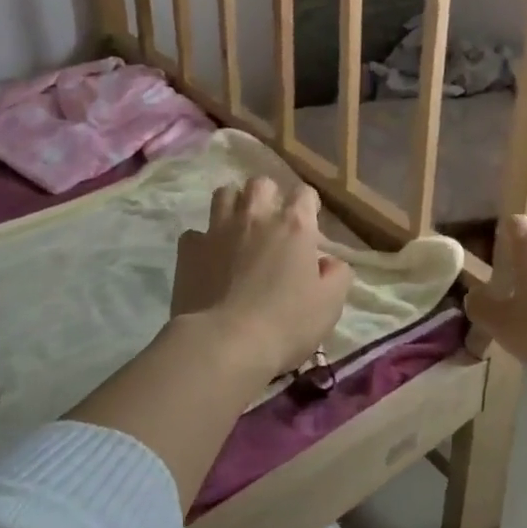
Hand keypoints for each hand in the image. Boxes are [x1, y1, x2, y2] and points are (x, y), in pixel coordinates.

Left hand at [171, 177, 353, 377]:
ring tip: (238, 228)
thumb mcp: (330, 304)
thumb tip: (329, 262)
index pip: (304, 193)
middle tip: (271, 223)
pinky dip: (203, 241)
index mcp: (294, 225)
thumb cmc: (286, 323)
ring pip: (224, 194)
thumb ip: (337, 275)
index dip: (308, 205)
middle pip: (261, 183)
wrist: (225, 343)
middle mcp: (256, 216)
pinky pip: (195, 233)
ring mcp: (218, 229)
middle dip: (268, 196)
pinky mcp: (189, 249)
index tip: (308, 225)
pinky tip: (208, 259)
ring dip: (234, 205)